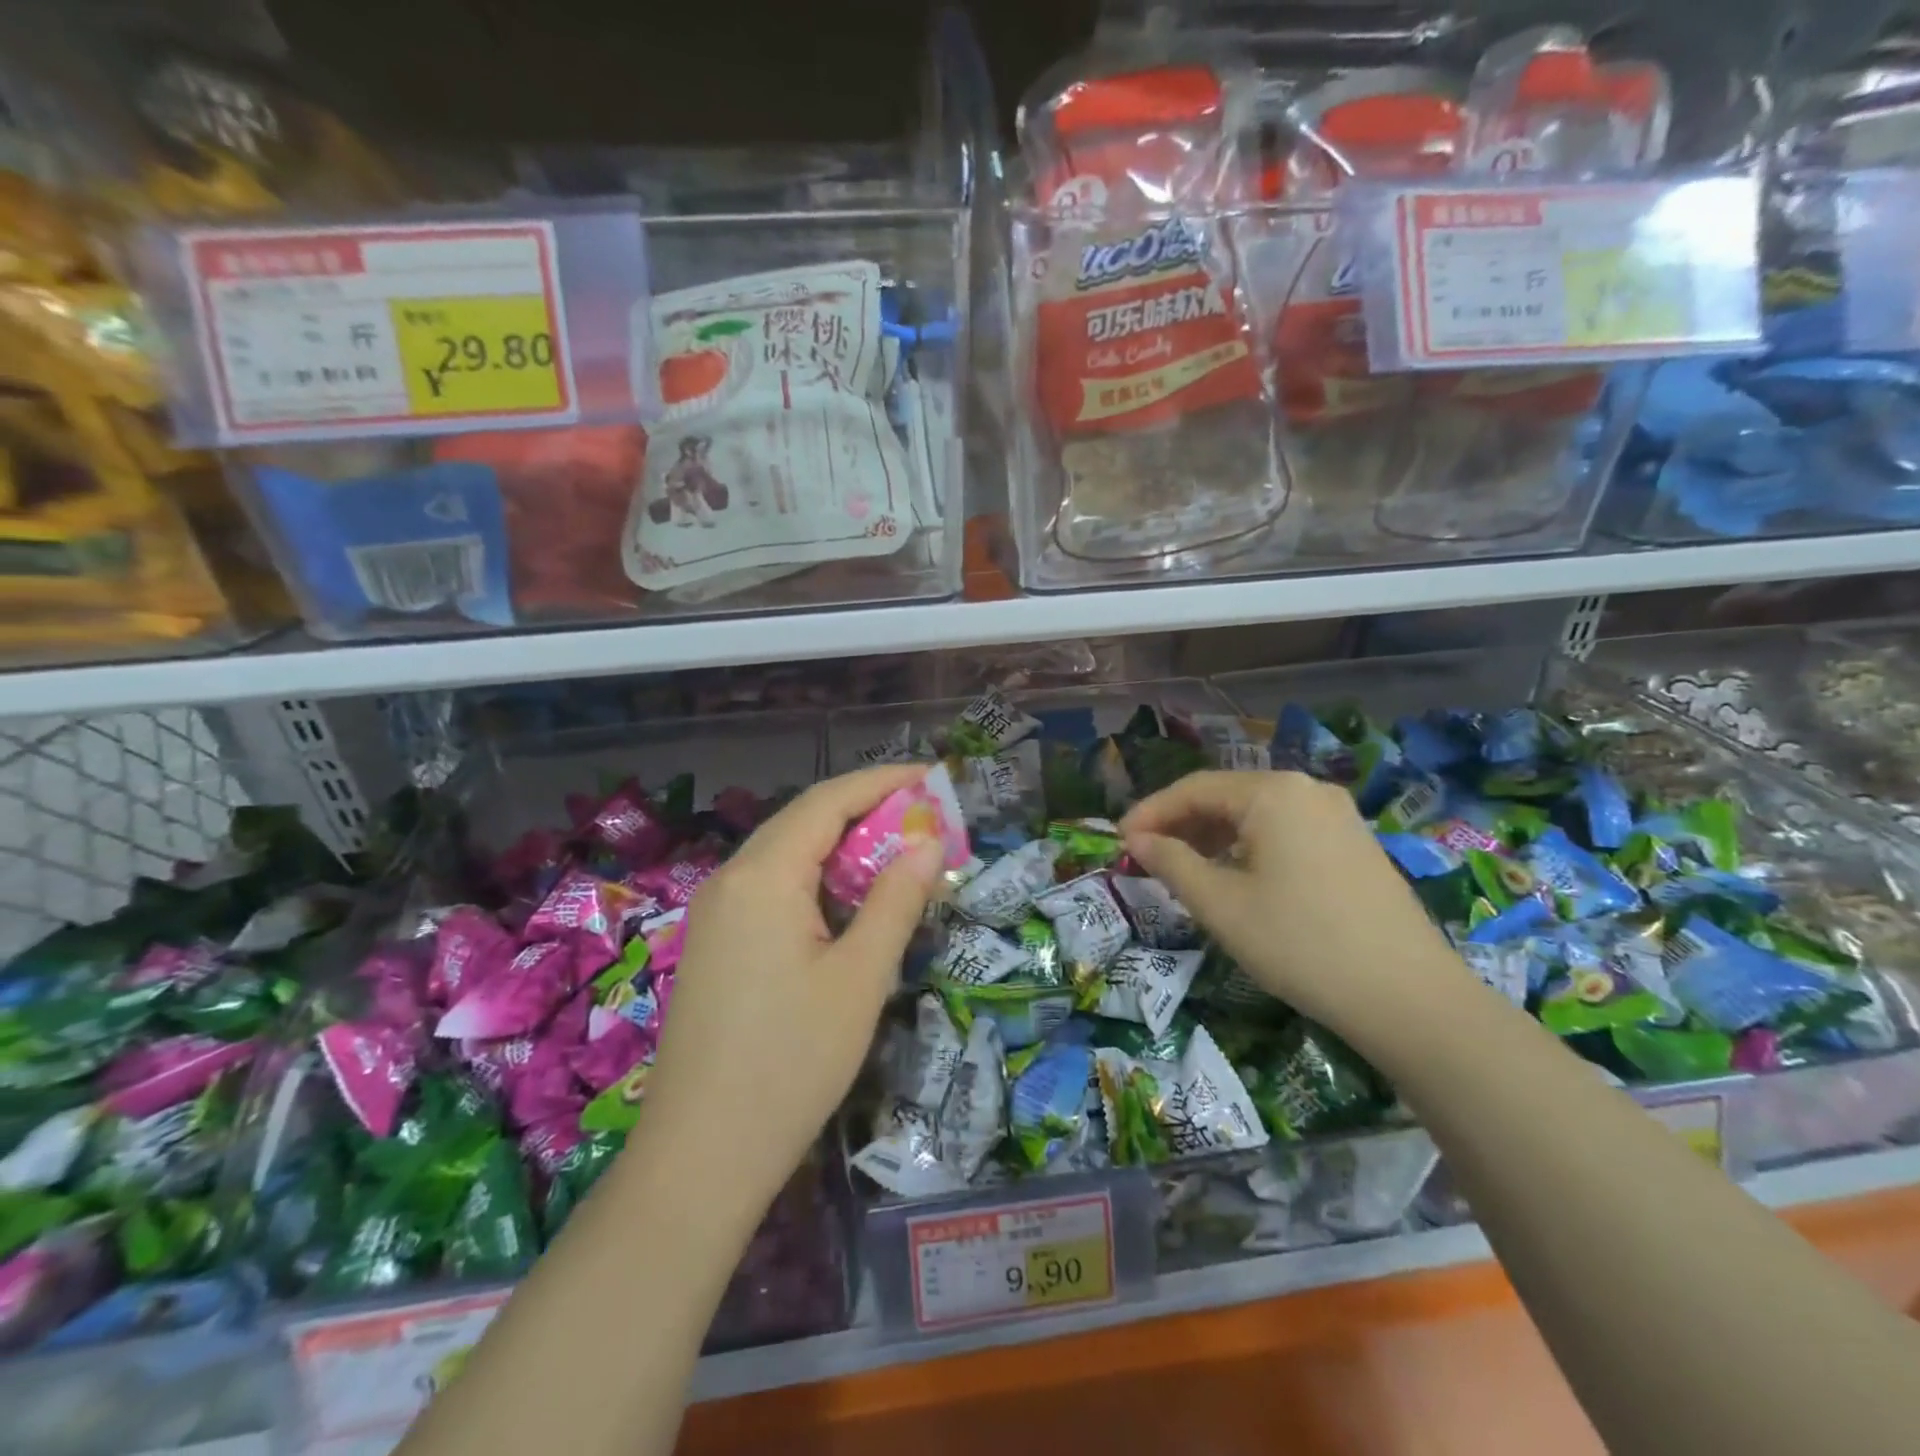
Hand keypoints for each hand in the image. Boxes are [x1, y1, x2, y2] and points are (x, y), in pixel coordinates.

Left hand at [637, 765, 941, 1211]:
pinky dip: (815, 878)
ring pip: (786, 854)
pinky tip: (846, 903)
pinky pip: (770, 887)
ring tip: (895, 855)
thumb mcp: (861, 977)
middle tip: (924, 818)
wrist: (701, 1156)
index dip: (883, 781)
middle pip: (804, 820)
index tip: (931, 777)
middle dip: (866, 809)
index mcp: (764, 875)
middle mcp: (731, 879)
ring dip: (841, 845)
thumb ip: (896, 899)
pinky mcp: (713, 943)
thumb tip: (928, 842)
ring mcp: (715, 912)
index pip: (829, 800)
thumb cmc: (792, 1061)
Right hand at [1120, 770, 1476, 1044]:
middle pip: (1227, 796)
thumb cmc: (1300, 944)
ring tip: (1184, 869)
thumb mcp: (1221, 905)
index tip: (1118, 840)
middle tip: (1146, 857)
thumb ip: (1171, 863)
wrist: (1409, 998)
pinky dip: (1249, 846)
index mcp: (1273, 792)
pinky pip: (1286, 830)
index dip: (1150, 812)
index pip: (1193, 788)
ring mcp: (1338, 815)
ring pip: (1257, 814)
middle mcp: (1307, 789)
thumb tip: (1136, 841)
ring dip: (1214, 836)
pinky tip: (1237, 877)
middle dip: (1181, 824)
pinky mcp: (1355, 843)